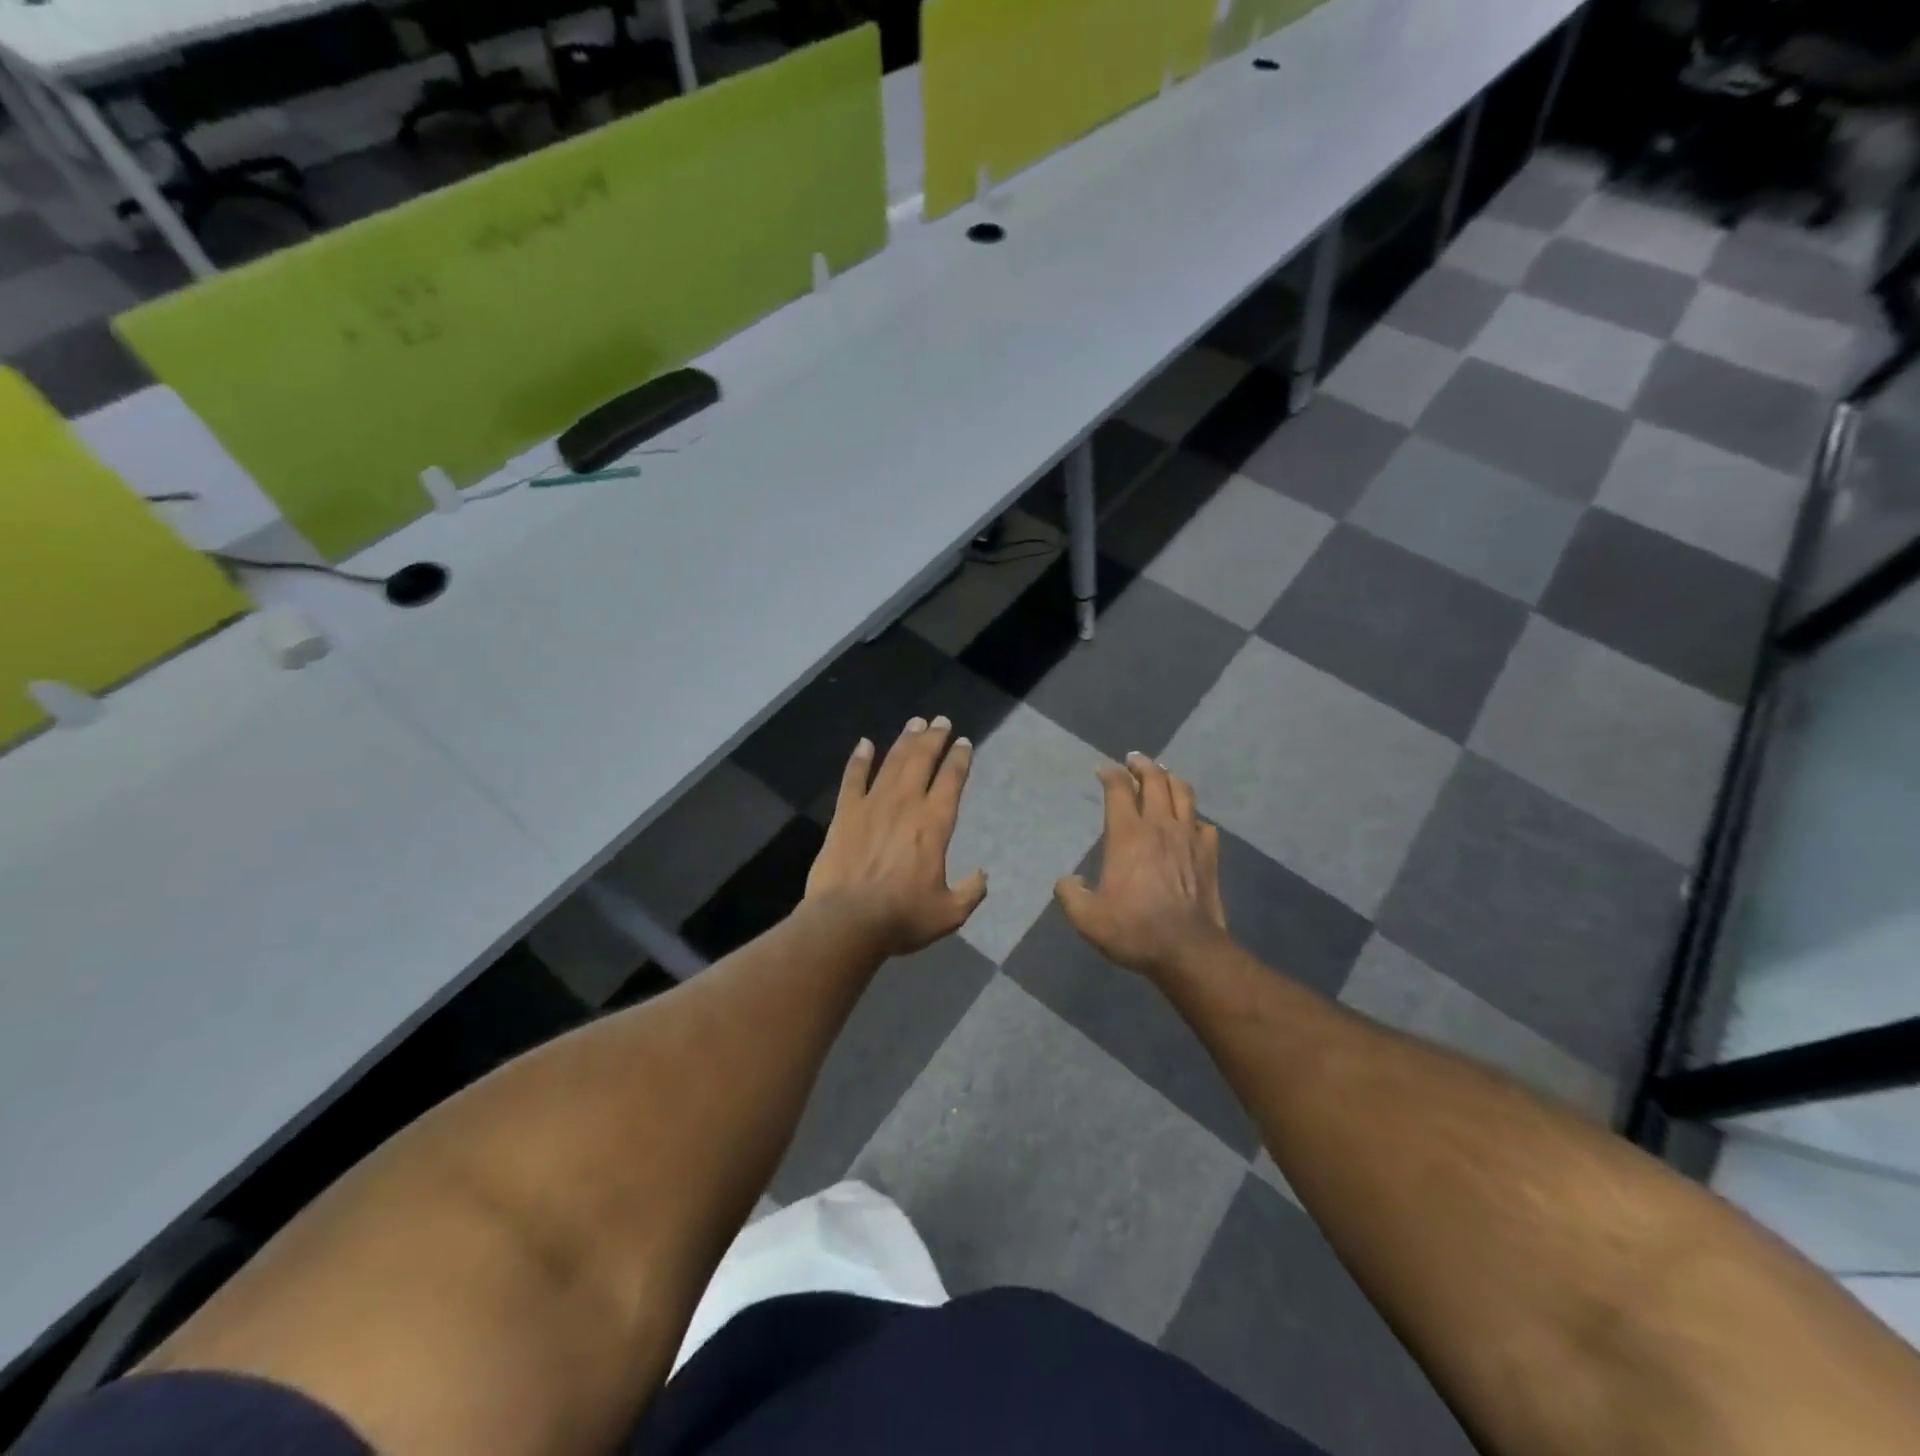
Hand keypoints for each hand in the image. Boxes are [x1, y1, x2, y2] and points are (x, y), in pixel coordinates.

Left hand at [805, 717, 987, 956]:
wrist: (847, 921)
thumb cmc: (902, 917)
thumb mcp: (949, 913)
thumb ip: (970, 892)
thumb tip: (982, 875)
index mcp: (934, 824)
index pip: (951, 780)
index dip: (959, 759)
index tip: (964, 743)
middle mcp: (905, 804)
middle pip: (922, 760)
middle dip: (934, 738)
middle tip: (941, 721)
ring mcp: (872, 805)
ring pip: (892, 762)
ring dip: (905, 740)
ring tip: (915, 723)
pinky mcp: (845, 813)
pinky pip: (853, 778)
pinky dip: (859, 759)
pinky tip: (864, 744)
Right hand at [1055, 753, 1229, 978]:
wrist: (1187, 949)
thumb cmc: (1133, 929)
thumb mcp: (1086, 918)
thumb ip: (1069, 894)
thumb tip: (1067, 881)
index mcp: (1127, 834)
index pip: (1118, 789)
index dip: (1109, 774)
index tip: (1102, 770)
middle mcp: (1160, 826)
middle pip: (1155, 779)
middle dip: (1142, 765)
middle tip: (1134, 760)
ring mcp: (1189, 838)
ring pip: (1184, 793)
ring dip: (1171, 779)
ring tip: (1163, 776)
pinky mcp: (1209, 855)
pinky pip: (1204, 824)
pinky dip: (1194, 817)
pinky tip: (1190, 823)